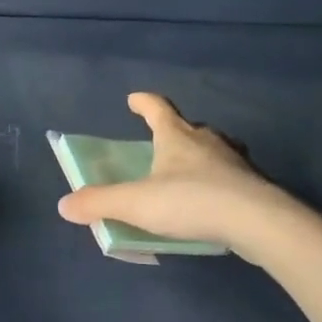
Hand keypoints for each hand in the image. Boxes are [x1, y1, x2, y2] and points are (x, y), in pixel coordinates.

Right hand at [56, 92, 286, 251]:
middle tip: (162, 142)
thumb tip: (64, 204)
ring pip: (216, 150)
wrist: (257, 221)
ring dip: (201, 155)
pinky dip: (220, 182)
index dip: (144, 103)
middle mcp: (208, 141)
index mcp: (177, 136)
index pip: (157, 108)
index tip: (133, 99)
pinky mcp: (255, 186)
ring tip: (190, 171)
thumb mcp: (136, 203)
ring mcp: (236, 162)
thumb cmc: (190, 201)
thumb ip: (100, 202)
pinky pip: (232, 177)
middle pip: (189, 127)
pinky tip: (214, 201)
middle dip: (174, 131)